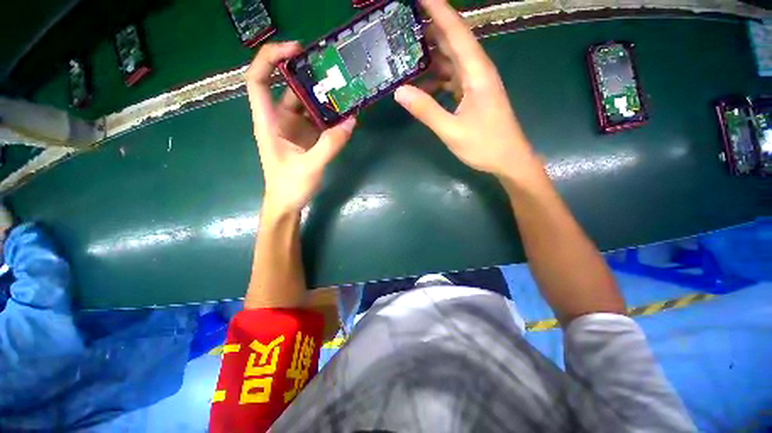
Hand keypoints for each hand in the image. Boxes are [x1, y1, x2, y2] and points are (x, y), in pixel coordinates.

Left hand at [245, 42, 355, 213]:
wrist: (288, 204)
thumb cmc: (289, 187)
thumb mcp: (309, 166)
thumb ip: (329, 145)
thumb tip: (351, 122)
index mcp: (268, 122)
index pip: (258, 80)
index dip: (271, 59)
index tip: (296, 50)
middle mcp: (279, 120)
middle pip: (288, 89)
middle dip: (307, 76)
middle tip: (333, 70)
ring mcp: (294, 129)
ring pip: (306, 105)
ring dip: (323, 98)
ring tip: (344, 89)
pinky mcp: (307, 138)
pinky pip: (318, 121)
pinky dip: (330, 116)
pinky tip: (345, 114)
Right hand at [395, 0, 538, 180]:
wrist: (508, 160)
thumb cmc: (485, 145)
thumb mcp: (452, 131)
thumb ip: (426, 110)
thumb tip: (400, 91)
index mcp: (477, 72)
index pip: (456, 31)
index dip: (438, 9)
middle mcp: (477, 71)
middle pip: (453, 40)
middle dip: (431, 25)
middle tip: (405, 19)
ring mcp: (475, 83)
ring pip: (451, 59)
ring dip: (431, 52)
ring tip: (407, 47)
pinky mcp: (472, 95)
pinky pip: (451, 77)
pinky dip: (436, 76)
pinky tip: (421, 82)